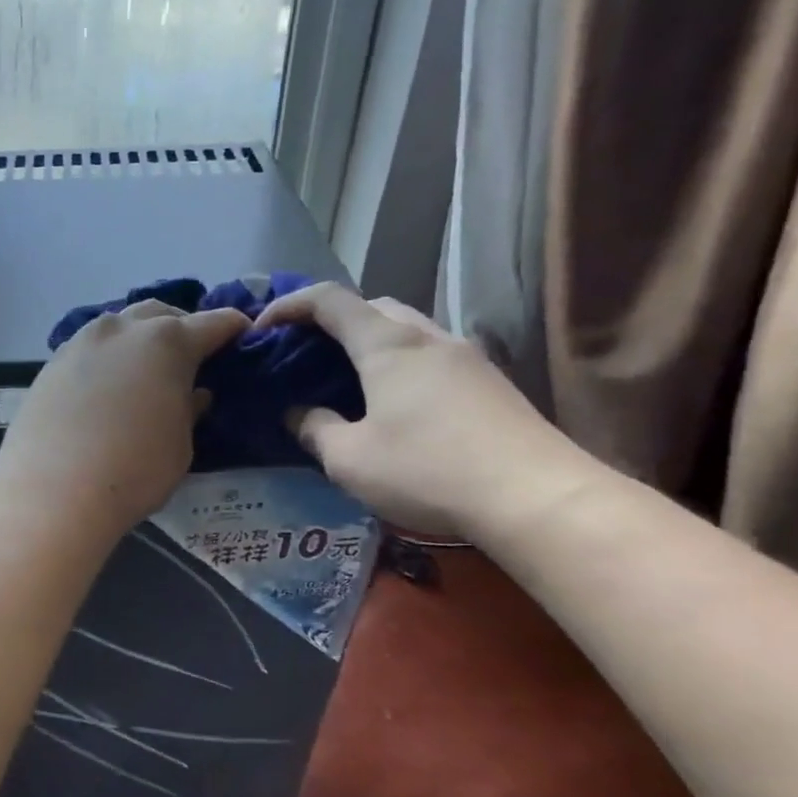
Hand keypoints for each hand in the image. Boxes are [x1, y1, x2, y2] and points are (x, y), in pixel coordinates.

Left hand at [0, 301, 249, 536]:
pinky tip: (106, 384)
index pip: (213, 323)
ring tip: (144, 368)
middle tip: (191, 356)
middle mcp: (124, 329)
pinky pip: (90, 348)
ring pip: (120, 325)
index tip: (243, 336)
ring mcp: (82, 342)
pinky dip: (107, 357)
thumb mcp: (180, 446)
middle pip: (162, 314)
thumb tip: (194, 394)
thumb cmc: (133, 472)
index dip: (232, 329)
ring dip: (139, 338)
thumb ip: (189, 411)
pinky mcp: (52, 363)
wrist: (52, 492)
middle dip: (182, 327)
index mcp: (168, 342)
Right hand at [256, 284, 587, 539]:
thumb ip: (314, 429)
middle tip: (306, 355)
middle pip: (372, 306)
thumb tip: (297, 413)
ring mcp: (465, 356)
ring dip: (369, 341)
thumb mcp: (349, 460)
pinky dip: (400, 362)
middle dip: (331, 321)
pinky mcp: (489, 381)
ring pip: (406, 327)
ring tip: (347, 379)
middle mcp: (427, 336)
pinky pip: (430, 353)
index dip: (288, 306)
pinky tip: (395, 403)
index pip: (329, 300)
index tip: (262, 330)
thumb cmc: (428, 471)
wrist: (536, 497)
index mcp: (387, 344)